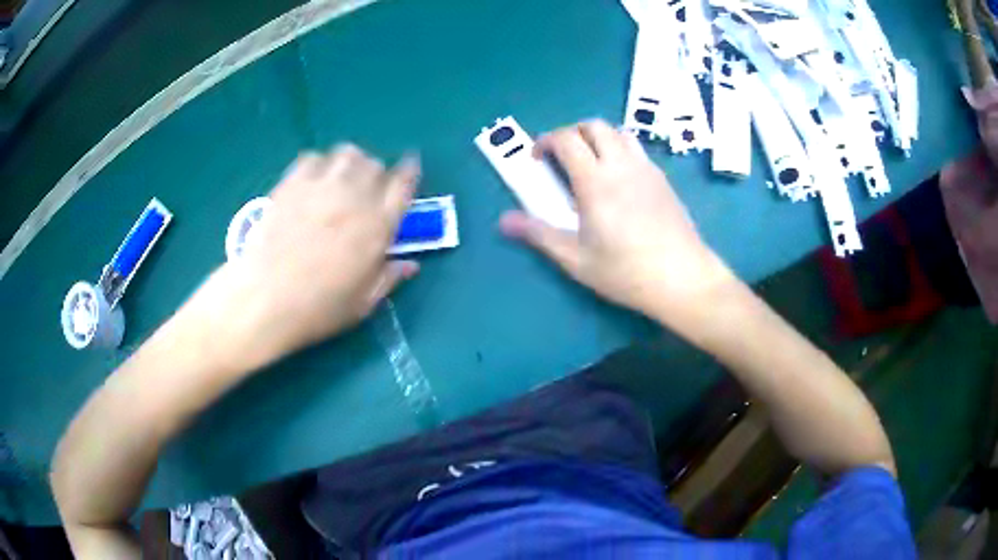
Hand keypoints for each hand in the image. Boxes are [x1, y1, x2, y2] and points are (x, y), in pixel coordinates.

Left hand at [213, 145, 419, 364]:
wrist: (266, 299)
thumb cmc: (318, 308)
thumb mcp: (363, 303)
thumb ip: (389, 278)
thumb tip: (411, 265)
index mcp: (378, 226)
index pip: (403, 185)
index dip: (410, 172)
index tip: (409, 169)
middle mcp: (354, 197)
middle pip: (375, 165)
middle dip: (377, 174)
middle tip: (368, 190)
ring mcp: (321, 187)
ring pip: (347, 154)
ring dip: (351, 163)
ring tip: (343, 179)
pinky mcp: (291, 184)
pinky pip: (312, 158)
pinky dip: (319, 164)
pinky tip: (313, 182)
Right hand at [499, 120, 734, 325]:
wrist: (682, 278)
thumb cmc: (626, 272)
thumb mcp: (576, 259)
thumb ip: (539, 234)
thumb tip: (503, 221)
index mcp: (596, 181)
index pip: (567, 139)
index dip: (547, 141)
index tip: (538, 159)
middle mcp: (622, 165)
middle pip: (594, 126)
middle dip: (572, 132)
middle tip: (562, 157)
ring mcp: (646, 169)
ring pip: (619, 132)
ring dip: (598, 138)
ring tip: (590, 164)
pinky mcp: (662, 179)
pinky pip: (637, 149)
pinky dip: (619, 150)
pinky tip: (619, 180)